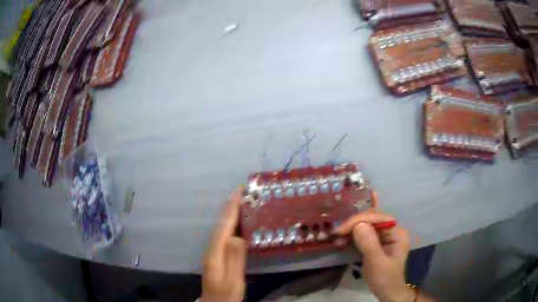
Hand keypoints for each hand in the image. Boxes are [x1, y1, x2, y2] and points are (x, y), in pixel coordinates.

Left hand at [201, 187, 246, 301]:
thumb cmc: (226, 295)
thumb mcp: (233, 280)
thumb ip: (234, 260)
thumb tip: (237, 236)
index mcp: (215, 253)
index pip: (224, 226)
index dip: (232, 208)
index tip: (239, 191)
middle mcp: (211, 249)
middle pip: (220, 224)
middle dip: (230, 206)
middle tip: (241, 191)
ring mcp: (213, 252)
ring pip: (221, 228)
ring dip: (229, 213)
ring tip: (239, 201)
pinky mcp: (216, 256)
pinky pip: (223, 234)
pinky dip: (229, 224)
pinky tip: (235, 223)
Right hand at [334, 193, 414, 301]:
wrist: (386, 293)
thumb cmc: (385, 279)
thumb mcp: (377, 263)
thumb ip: (369, 243)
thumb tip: (358, 225)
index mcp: (397, 232)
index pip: (378, 218)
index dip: (359, 221)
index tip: (341, 230)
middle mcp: (391, 230)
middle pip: (371, 219)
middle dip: (353, 224)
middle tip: (336, 233)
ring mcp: (383, 237)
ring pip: (365, 226)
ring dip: (350, 231)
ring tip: (335, 238)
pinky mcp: (375, 243)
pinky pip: (362, 235)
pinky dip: (351, 238)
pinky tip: (340, 242)